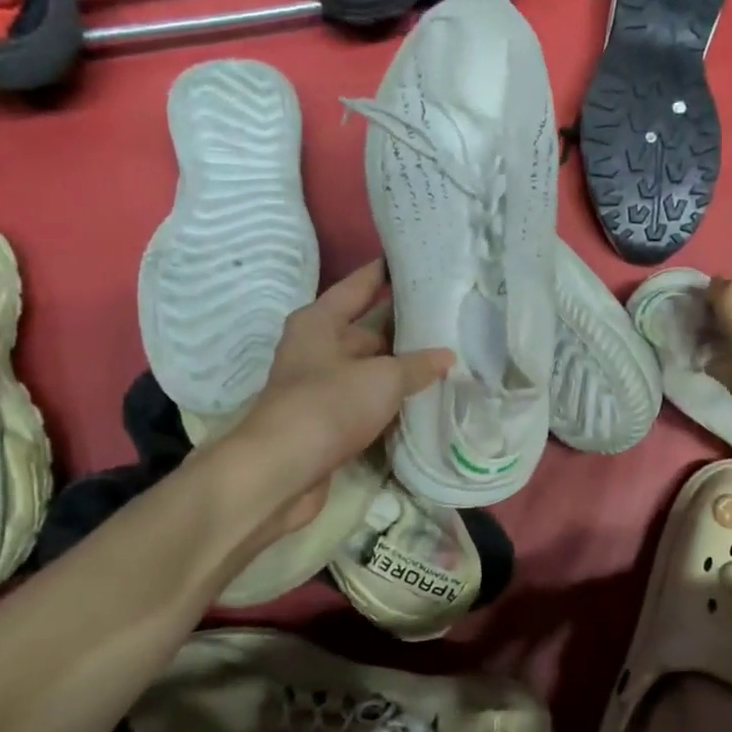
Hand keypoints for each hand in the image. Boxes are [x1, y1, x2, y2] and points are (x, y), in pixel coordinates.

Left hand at [195, 260, 450, 534]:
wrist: (282, 471)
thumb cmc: (328, 406)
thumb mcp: (382, 379)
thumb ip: (417, 365)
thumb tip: (446, 356)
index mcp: (319, 322)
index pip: (359, 286)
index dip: (385, 272)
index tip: (417, 260)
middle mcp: (316, 349)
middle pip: (367, 330)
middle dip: (405, 327)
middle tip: (449, 319)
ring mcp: (321, 387)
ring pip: (370, 369)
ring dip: (401, 369)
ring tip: (447, 358)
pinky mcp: (327, 422)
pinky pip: (367, 402)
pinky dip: (391, 401)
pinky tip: (424, 400)